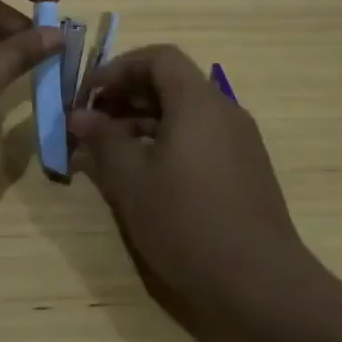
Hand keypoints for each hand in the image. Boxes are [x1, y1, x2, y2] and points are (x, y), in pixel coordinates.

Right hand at [69, 45, 321, 313]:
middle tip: (92, 122)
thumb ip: (103, 140)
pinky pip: (199, 137)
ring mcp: (239, 141)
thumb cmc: (187, 222)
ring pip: (184, 112)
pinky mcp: (244, 170)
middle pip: (171, 82)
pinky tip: (144, 173)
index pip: (158, 58)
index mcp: (198, 102)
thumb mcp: (131, 179)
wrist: (262, 284)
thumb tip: (79, 116)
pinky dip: (166, 141)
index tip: (89, 95)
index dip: (119, 68)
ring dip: (143, 120)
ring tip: (109, 150)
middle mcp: (224, 111)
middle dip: (127, 95)